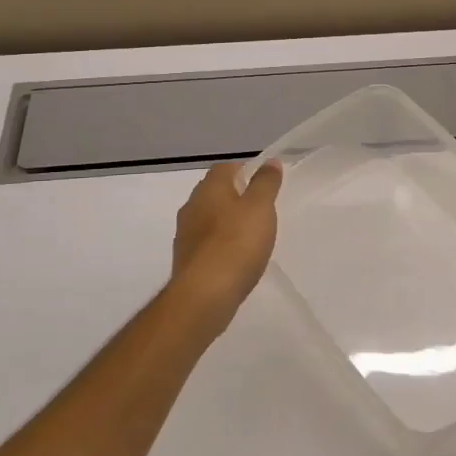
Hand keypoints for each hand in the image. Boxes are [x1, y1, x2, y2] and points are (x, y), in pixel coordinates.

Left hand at [170, 161, 282, 318]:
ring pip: (208, 218)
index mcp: (209, 188)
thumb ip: (265, 183)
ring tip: (250, 234)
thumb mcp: (260, 208)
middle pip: (214, 192)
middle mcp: (192, 206)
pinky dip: (220, 244)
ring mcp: (185, 234)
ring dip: (225, 221)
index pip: (225, 168)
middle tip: (260, 208)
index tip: (263, 183)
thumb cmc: (236, 243)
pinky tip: (235, 258)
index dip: (244, 170)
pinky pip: (206, 243)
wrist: (204, 294)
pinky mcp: (186, 259)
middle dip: (234, 196)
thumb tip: (270, 161)